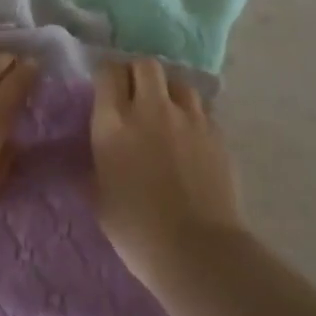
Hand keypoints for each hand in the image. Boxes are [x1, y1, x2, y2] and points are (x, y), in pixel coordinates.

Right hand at [91, 57, 243, 289]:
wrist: (196, 250)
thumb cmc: (136, 229)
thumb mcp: (99, 195)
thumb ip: (98, 162)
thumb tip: (100, 150)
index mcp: (113, 123)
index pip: (108, 73)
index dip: (106, 76)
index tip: (106, 89)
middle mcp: (150, 109)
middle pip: (146, 65)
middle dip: (138, 73)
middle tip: (135, 94)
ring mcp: (188, 118)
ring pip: (178, 82)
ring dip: (168, 91)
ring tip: (166, 112)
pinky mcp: (216, 133)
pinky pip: (201, 109)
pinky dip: (191, 115)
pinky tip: (189, 136)